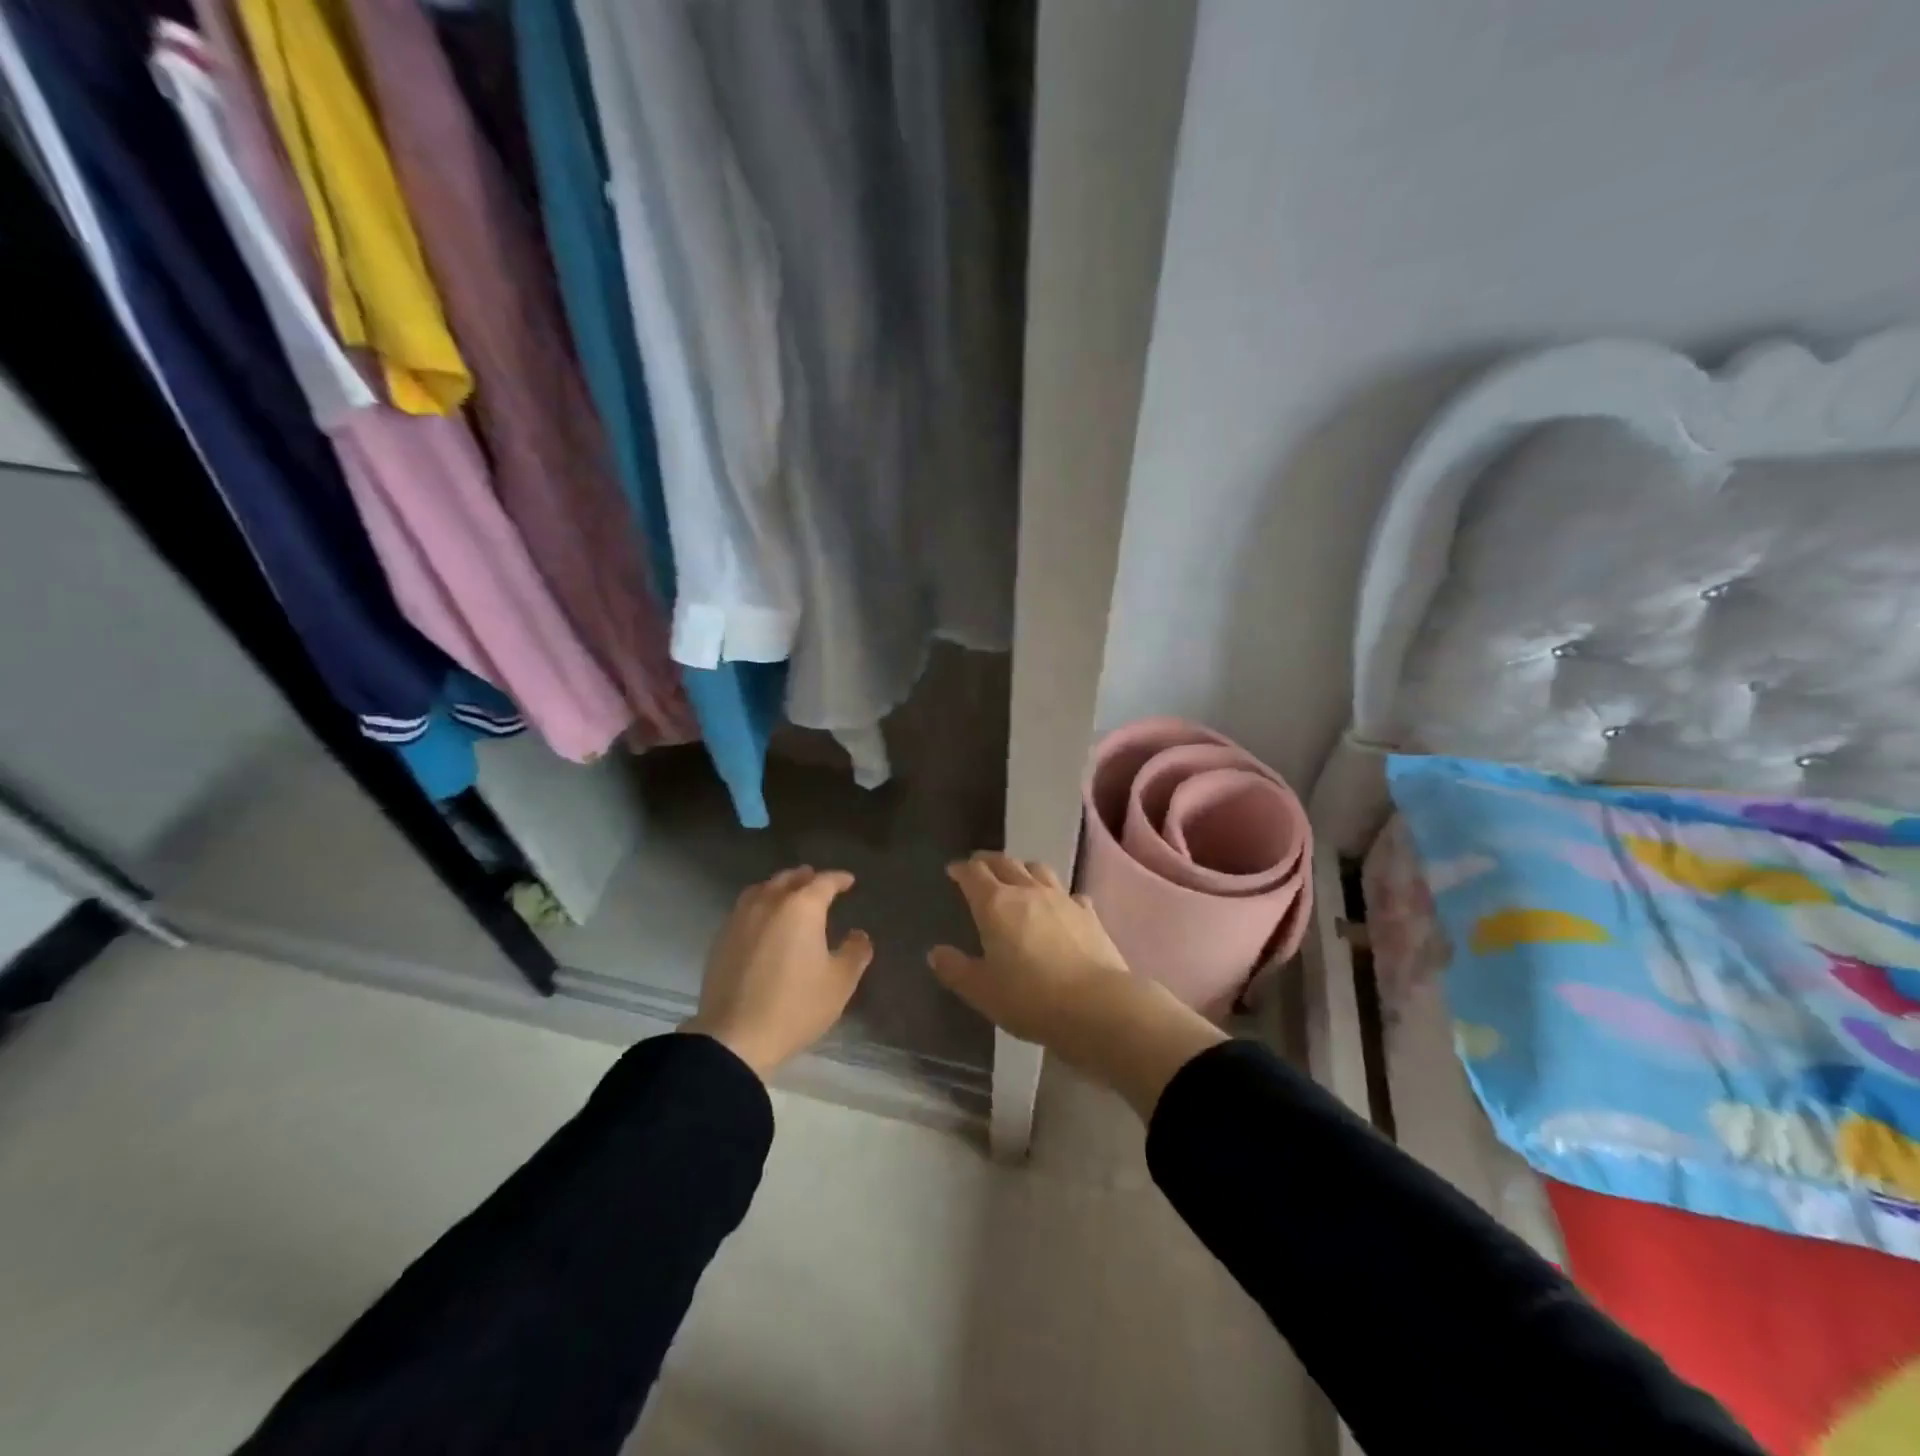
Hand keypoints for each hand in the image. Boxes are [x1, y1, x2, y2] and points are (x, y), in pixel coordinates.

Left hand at [685, 868, 873, 1079]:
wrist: (734, 1038)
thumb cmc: (795, 1006)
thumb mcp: (839, 983)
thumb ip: (855, 952)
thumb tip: (859, 935)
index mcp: (802, 907)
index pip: (824, 882)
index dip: (839, 879)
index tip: (849, 881)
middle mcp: (769, 903)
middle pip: (789, 879)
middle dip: (806, 877)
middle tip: (818, 881)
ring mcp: (740, 919)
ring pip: (762, 889)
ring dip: (779, 887)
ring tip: (788, 894)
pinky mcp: (721, 938)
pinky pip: (744, 908)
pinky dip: (759, 904)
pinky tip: (763, 921)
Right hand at [928, 853, 1226, 1117]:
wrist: (1096, 1006)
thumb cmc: (1030, 999)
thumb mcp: (982, 991)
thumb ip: (956, 969)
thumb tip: (936, 953)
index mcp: (995, 904)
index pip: (974, 874)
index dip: (961, 869)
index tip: (953, 870)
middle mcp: (1028, 891)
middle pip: (1005, 863)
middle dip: (988, 862)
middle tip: (978, 865)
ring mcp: (1062, 899)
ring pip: (1038, 869)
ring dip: (1023, 868)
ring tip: (1017, 876)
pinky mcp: (1089, 914)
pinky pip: (1069, 894)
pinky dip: (1058, 895)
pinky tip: (1060, 905)